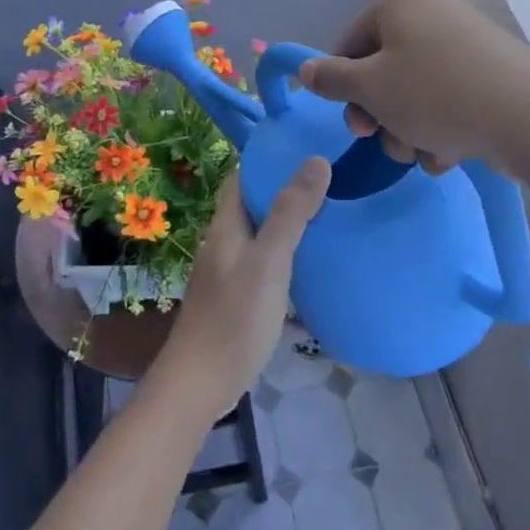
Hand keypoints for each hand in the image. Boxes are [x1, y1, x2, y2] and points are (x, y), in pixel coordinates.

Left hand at [153, 160, 329, 421]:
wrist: (200, 383)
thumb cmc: (234, 317)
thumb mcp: (269, 261)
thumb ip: (291, 213)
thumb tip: (316, 160)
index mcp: (226, 224)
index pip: (242, 176)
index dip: (269, 158)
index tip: (305, 146)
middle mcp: (224, 241)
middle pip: (253, 203)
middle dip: (284, 188)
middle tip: (328, 179)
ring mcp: (228, 272)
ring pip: (260, 234)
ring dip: (287, 222)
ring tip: (328, 214)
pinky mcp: (237, 298)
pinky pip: (264, 262)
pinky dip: (286, 254)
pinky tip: (311, 264)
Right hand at [297, 0, 523, 171]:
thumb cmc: (436, 94)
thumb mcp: (370, 88)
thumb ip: (331, 79)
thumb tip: (305, 71)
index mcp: (400, 0)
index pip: (350, 43)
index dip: (344, 87)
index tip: (355, 125)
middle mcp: (432, 11)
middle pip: (383, 69)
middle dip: (382, 116)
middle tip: (387, 143)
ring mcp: (465, 41)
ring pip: (414, 91)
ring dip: (409, 129)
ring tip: (424, 154)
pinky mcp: (490, 72)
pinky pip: (448, 98)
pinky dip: (441, 127)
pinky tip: (450, 153)